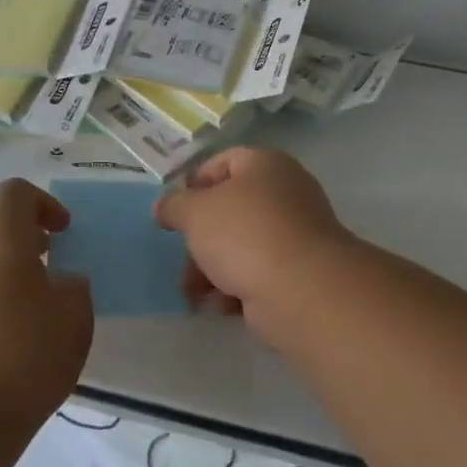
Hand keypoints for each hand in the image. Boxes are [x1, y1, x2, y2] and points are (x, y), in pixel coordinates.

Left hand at [0, 178, 92, 430]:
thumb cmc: (22, 361)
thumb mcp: (74, 322)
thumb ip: (72, 288)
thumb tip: (59, 281)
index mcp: (0, 236)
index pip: (16, 193)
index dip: (42, 204)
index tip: (60, 232)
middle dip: (6, 224)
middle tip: (31, 255)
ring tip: (0, 291)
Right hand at [154, 148, 352, 342]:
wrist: (302, 289)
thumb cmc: (244, 235)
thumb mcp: (195, 212)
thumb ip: (174, 205)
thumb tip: (164, 206)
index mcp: (265, 165)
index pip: (223, 162)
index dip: (194, 183)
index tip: (174, 211)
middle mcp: (285, 193)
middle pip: (230, 209)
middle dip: (200, 237)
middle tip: (181, 258)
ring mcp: (295, 233)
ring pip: (241, 244)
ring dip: (211, 267)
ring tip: (193, 293)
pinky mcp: (299, 271)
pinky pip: (258, 272)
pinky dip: (236, 286)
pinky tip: (221, 305)